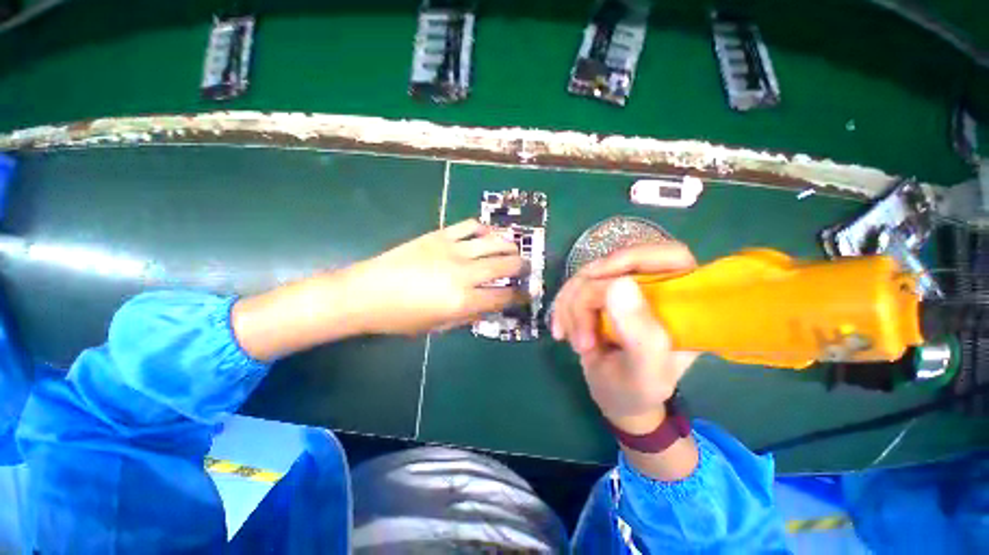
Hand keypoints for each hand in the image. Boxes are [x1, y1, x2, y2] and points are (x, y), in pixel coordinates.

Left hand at [344, 219, 524, 334]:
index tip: (527, 293)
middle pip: (505, 265)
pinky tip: (488, 234)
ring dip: (509, 245)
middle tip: (526, 267)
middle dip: (522, 266)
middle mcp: (463, 272)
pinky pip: (470, 225)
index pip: (502, 296)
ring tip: (514, 249)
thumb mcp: (438, 326)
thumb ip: (468, 315)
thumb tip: (490, 306)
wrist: (366, 292)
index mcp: (462, 300)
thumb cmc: (400, 318)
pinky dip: (484, 229)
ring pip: (493, 241)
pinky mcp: (440, 235)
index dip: (519, 296)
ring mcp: (452, 249)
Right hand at [552, 243, 697, 432]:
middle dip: (587, 299)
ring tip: (576, 343)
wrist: (615, 397)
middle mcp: (654, 289)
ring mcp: (625, 291)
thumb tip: (618, 283)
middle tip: (581, 338)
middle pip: (614, 265)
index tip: (599, 278)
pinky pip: (573, 287)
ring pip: (587, 276)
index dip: (633, 257)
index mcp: (682, 303)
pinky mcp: (601, 296)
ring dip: (571, 308)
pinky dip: (563, 308)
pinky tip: (562, 331)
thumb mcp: (644, 373)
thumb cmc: (637, 390)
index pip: (669, 256)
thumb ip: (640, 334)